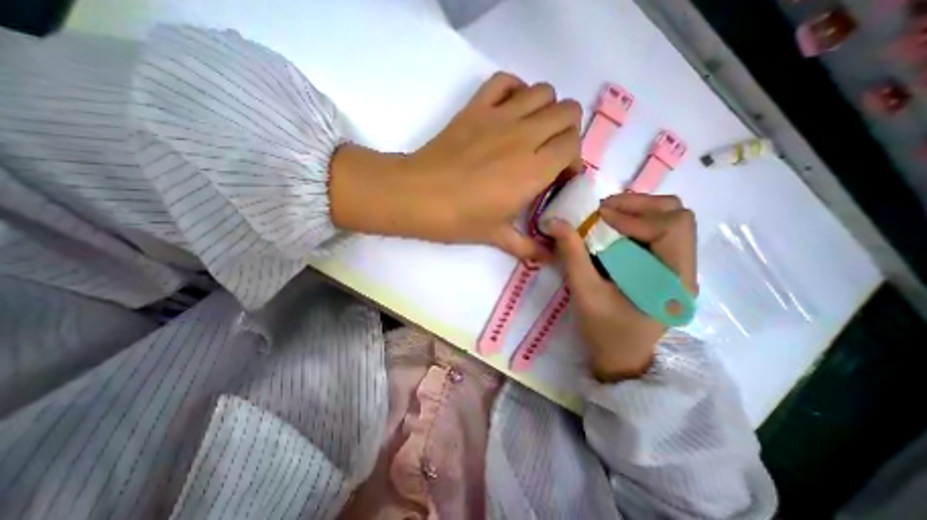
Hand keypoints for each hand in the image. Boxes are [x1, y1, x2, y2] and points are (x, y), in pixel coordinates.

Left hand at [332, 69, 577, 259]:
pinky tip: (509, 110)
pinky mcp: (476, 107)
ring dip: (545, 109)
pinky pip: (505, 81)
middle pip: (567, 111)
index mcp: (534, 169)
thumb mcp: (497, 237)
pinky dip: (515, 90)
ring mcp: (500, 116)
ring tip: (532, 132)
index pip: (573, 146)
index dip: (572, 160)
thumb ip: (528, 247)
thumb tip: (548, 259)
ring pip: (543, 92)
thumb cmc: (459, 219)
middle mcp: (525, 136)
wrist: (419, 196)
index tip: (559, 175)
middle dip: (566, 131)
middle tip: (549, 152)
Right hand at [545, 192, 693, 383]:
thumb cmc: (605, 330)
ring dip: (637, 211)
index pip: (671, 228)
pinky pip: (657, 230)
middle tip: (602, 212)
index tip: (598, 218)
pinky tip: (612, 230)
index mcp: (674, 280)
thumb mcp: (584, 292)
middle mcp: (686, 268)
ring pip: (670, 218)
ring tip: (605, 217)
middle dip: (638, 206)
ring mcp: (678, 266)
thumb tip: (556, 221)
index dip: (633, 217)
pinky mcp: (666, 265)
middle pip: (677, 216)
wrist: (621, 356)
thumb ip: (572, 255)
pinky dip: (634, 221)